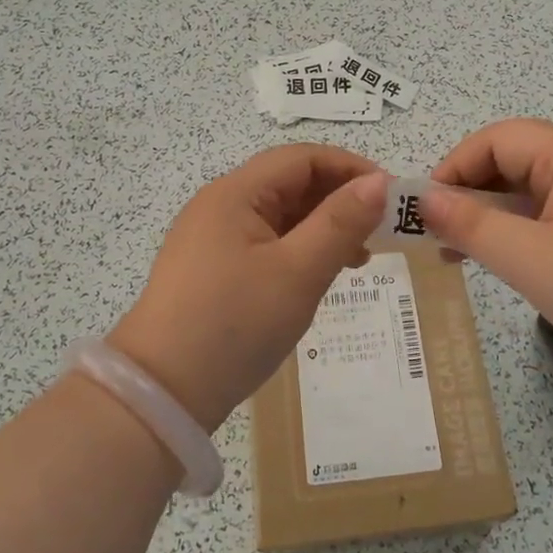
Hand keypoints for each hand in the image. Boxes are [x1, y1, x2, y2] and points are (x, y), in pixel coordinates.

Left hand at [111, 146, 388, 429]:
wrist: (161, 394)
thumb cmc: (234, 324)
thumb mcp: (298, 272)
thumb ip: (340, 223)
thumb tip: (378, 183)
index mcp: (236, 193)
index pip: (302, 158)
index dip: (350, 168)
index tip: (391, 197)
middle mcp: (220, 205)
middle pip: (289, 183)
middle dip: (339, 199)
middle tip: (380, 231)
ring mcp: (212, 238)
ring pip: (279, 215)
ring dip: (322, 227)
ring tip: (359, 258)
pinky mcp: (211, 269)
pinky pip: (265, 243)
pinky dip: (299, 250)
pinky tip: (319, 275)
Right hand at [420, 119, 552, 397]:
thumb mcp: (531, 261)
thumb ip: (472, 226)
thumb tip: (424, 200)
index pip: (499, 139)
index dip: (455, 166)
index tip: (425, 210)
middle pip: (517, 159)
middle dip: (472, 192)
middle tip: (439, 236)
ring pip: (537, 188)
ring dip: (497, 213)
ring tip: (465, 253)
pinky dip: (527, 228)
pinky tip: (514, 260)